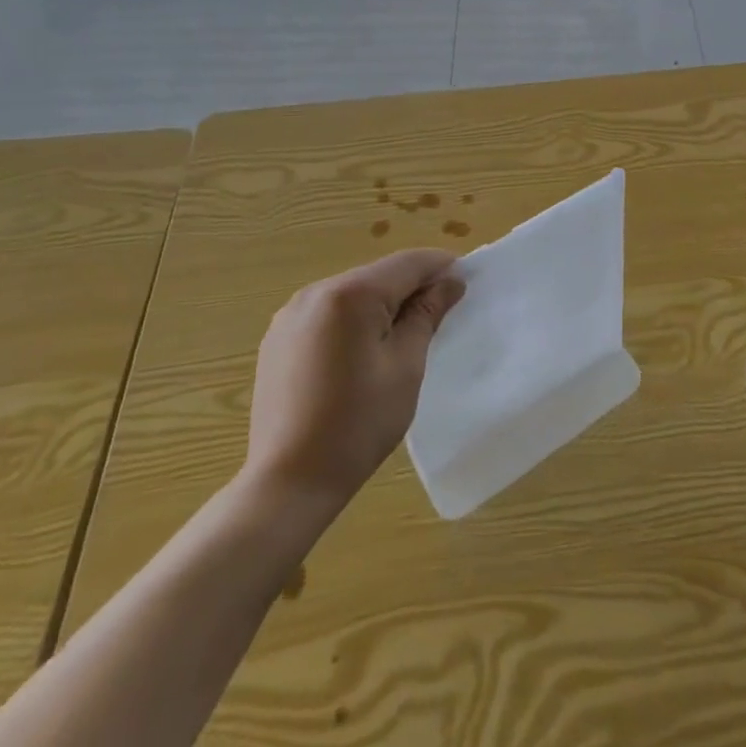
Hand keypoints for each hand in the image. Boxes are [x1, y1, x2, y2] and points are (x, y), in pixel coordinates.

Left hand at [243, 249, 465, 509]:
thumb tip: (450, 282)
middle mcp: (316, 292)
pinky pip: (328, 313)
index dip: (442, 267)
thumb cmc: (357, 424)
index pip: (408, 263)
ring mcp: (291, 314)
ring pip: (353, 293)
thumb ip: (427, 315)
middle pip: (379, 275)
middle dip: (412, 287)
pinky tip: (363, 352)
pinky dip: (353, 320)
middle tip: (441, 313)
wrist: (287, 483)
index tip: (467, 281)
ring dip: (382, 303)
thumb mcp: (406, 366)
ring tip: (404, 335)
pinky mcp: (278, 338)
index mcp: (350, 294)